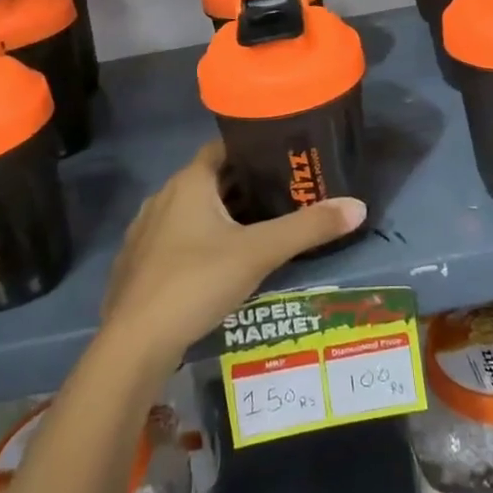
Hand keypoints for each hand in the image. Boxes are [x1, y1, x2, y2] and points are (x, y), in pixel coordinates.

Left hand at [102, 142, 364, 372]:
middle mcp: (163, 197)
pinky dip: (200, 241)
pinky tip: (219, 265)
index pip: (224, 148)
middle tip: (284, 195)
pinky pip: (175, 238)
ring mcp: (145, 231)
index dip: (253, 149)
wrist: (133, 344)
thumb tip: (359, 205)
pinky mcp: (137, 263)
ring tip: (259, 229)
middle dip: (244, 186)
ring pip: (192, 211)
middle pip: (210, 180)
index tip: (284, 158)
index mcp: (189, 182)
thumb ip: (308, 228)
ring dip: (221, 215)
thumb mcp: (259, 253)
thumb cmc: (196, 282)